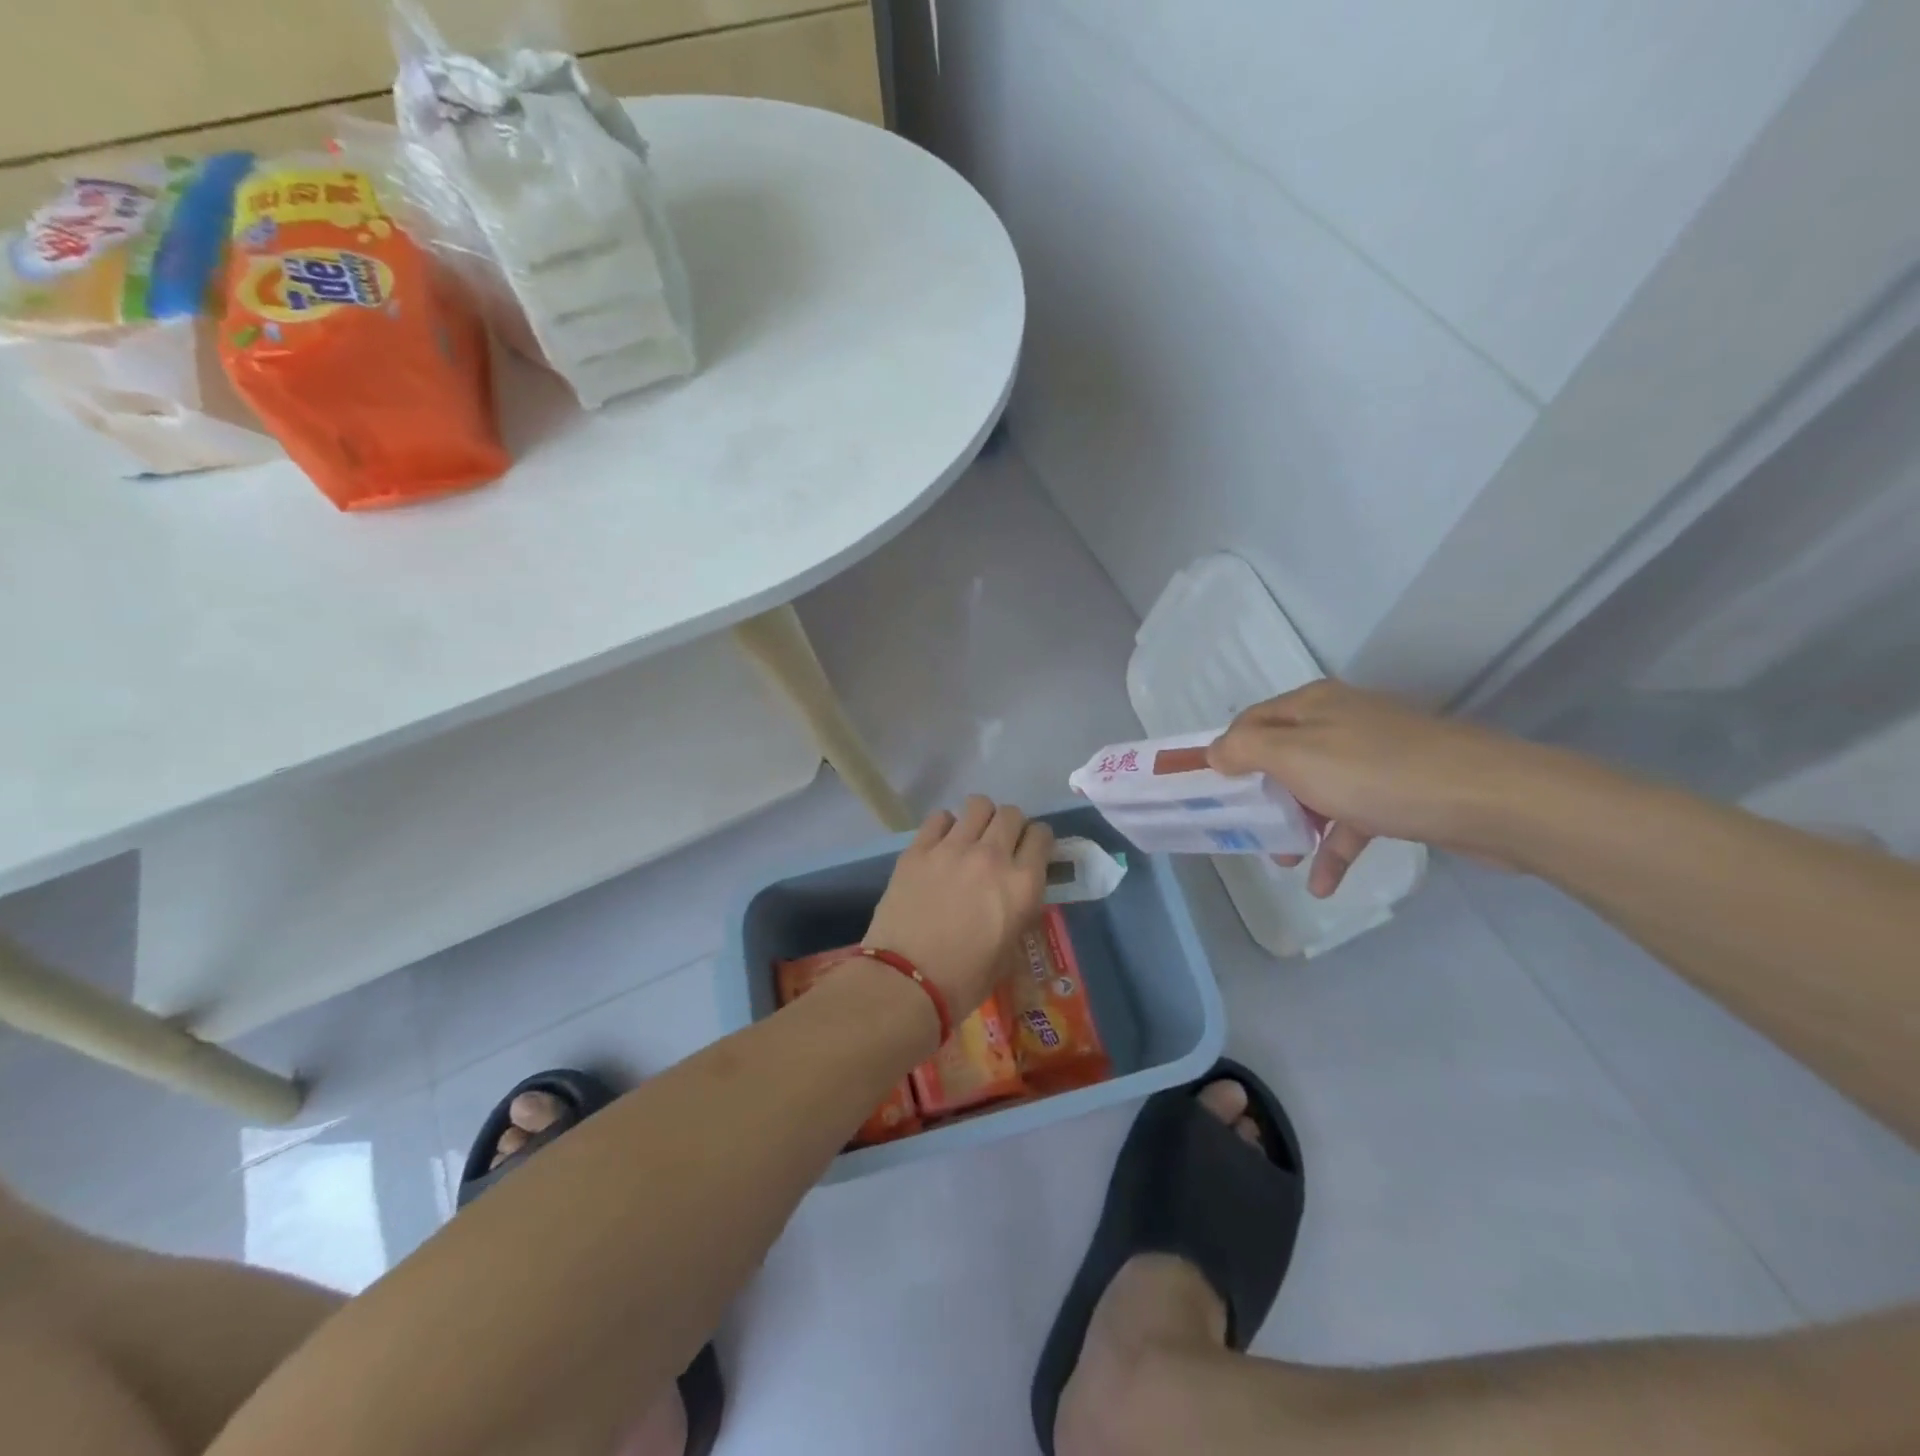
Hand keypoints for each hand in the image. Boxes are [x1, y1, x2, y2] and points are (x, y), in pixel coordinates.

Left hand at [863, 797, 1053, 1018]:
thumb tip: (1015, 898)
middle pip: (1011, 814)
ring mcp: (952, 848)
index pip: (1042, 835)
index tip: (1030, 851)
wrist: (906, 982)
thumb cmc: (964, 980)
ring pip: (978, 805)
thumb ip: (1019, 915)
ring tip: (972, 837)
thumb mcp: (1010, 953)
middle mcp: (992, 856)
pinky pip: (939, 817)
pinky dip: (946, 826)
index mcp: (1022, 884)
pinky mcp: (918, 849)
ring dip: (980, 818)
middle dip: (1012, 825)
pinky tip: (941, 844)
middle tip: (1001, 844)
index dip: (1038, 841)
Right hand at [1207, 680, 1545, 896]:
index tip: (1207, 790)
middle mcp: (1340, 722)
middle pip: (1282, 756)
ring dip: (1295, 825)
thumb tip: (1214, 752)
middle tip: (1241, 828)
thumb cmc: (1377, 773)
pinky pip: (1353, 817)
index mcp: (1312, 706)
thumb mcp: (1296, 756)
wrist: (1492, 799)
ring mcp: (1374, 756)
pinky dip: (1335, 847)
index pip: (1250, 722)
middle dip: (1259, 794)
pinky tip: (1324, 885)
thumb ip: (1247, 750)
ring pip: (1316, 788)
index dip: (1225, 753)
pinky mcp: (1401, 790)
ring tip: (1280, 861)